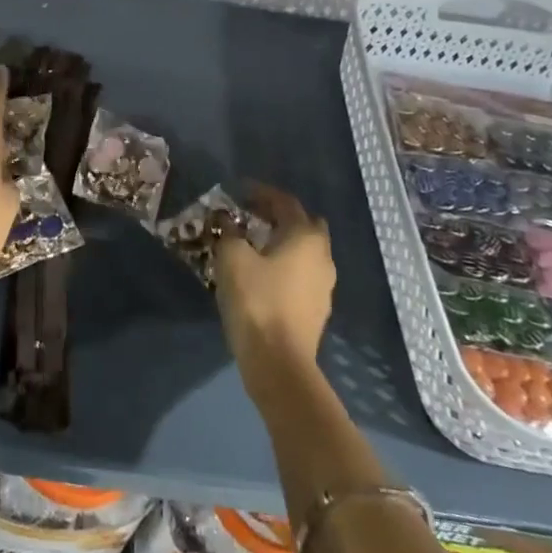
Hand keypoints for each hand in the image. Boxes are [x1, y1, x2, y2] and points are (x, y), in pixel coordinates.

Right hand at [213, 185, 334, 383]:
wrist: (278, 362)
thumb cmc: (256, 300)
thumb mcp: (232, 258)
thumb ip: (229, 232)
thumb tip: (227, 221)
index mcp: (305, 237)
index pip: (286, 202)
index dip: (262, 192)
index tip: (240, 190)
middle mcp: (322, 256)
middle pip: (305, 224)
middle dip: (280, 216)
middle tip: (252, 215)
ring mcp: (324, 285)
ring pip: (305, 251)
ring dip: (283, 241)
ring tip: (254, 243)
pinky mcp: (317, 308)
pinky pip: (302, 273)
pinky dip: (285, 264)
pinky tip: (263, 273)